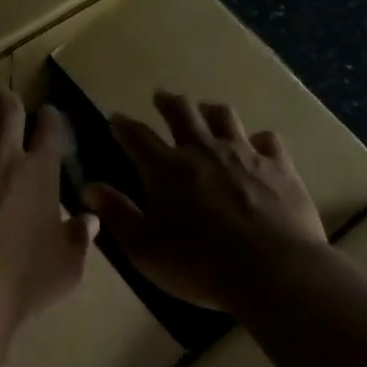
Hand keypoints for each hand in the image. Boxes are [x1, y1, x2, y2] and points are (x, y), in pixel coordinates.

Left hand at [0, 91, 97, 329]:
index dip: (52, 120)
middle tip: (4, 99)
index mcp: (39, 174)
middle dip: (8, 103)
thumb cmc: (20, 280)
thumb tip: (90, 219)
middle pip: (7, 115)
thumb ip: (77, 239)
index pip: (51, 133)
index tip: (49, 113)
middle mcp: (2, 158)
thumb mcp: (65, 267)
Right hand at [82, 89, 326, 313]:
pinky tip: (257, 143)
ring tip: (205, 109)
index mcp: (166, 168)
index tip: (116, 118)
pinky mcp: (279, 166)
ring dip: (209, 110)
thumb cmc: (199, 264)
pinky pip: (267, 140)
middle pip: (182, 112)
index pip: (137, 136)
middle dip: (168, 102)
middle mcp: (203, 150)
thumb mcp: (144, 247)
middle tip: (161, 96)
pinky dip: (257, 138)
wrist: (273, 270)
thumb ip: (116, 213)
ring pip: (224, 117)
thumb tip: (88, 187)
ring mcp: (245, 154)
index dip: (123, 125)